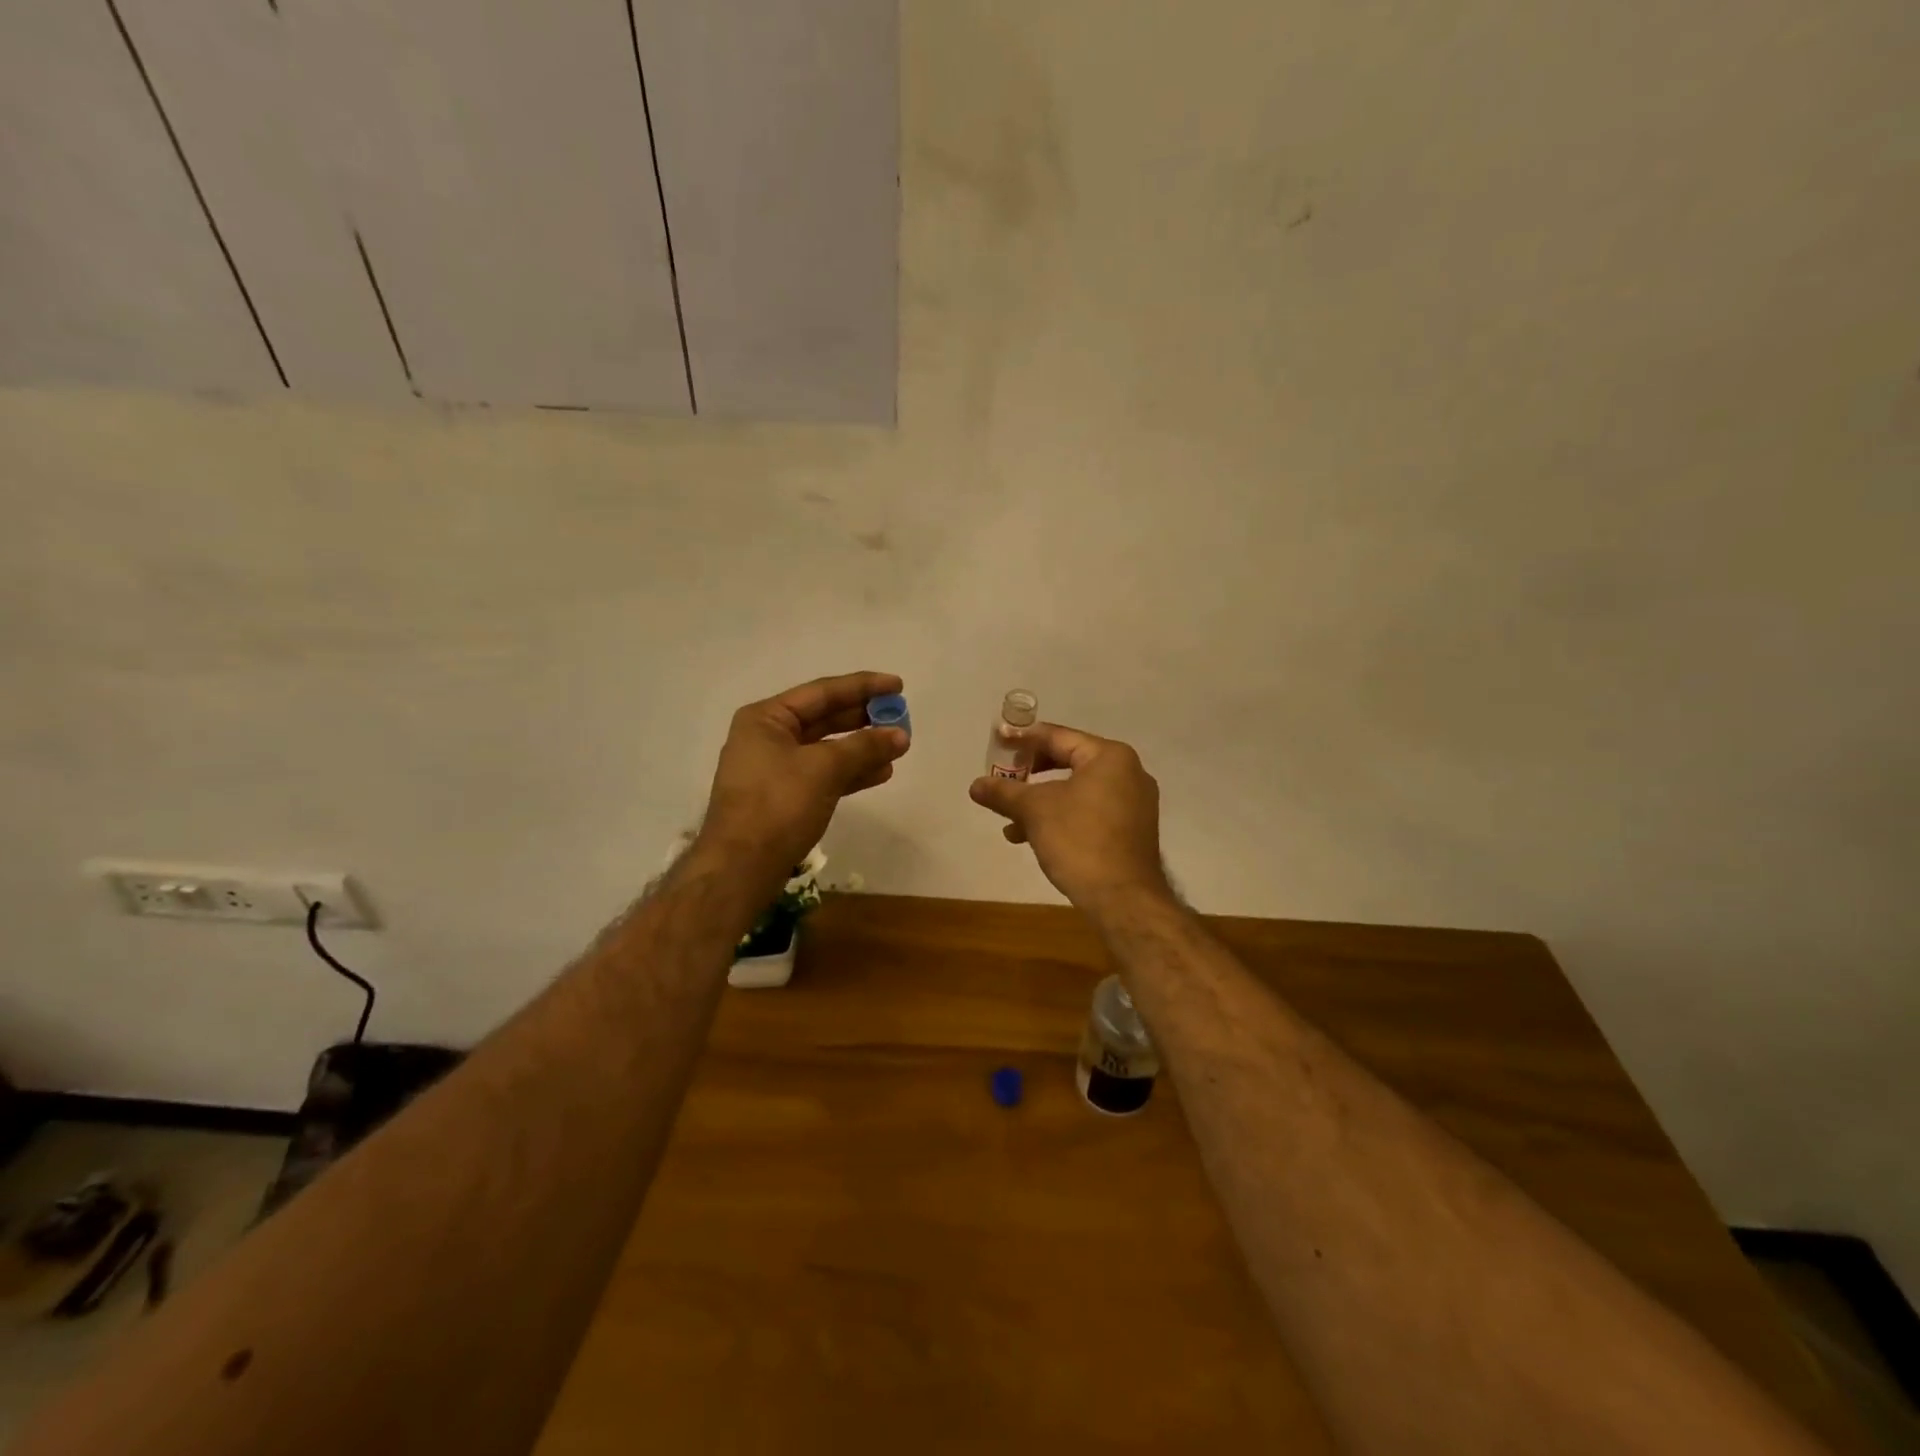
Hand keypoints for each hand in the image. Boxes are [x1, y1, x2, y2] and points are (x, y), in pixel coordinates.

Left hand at [699, 672, 909, 873]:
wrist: (742, 867)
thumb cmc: (777, 805)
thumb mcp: (823, 768)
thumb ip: (864, 747)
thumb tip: (900, 735)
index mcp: (766, 718)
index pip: (822, 692)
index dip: (863, 686)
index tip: (897, 685)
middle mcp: (768, 737)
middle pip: (824, 718)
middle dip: (864, 718)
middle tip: (900, 715)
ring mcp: (775, 769)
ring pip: (827, 749)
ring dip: (862, 747)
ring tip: (898, 746)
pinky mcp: (785, 797)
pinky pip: (824, 774)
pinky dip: (851, 772)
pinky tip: (881, 773)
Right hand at [969, 723, 1170, 909]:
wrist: (1123, 899)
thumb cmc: (1079, 840)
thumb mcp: (1034, 811)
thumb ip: (1003, 792)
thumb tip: (975, 785)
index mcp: (1110, 757)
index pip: (1058, 737)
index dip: (1024, 739)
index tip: (998, 740)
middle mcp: (1128, 773)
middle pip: (1069, 761)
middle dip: (1031, 774)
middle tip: (1004, 778)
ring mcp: (1134, 803)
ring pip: (1077, 790)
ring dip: (1041, 801)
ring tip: (1010, 820)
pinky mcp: (1131, 830)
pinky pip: (1090, 811)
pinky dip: (1062, 817)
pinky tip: (1034, 838)